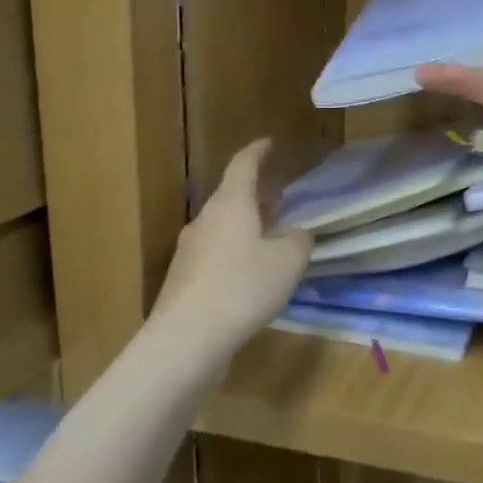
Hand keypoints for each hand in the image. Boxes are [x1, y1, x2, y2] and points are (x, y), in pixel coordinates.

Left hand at [155, 139, 310, 348]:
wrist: (187, 339)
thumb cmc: (242, 288)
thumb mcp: (288, 262)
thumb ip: (298, 241)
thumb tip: (296, 234)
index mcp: (230, 205)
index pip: (243, 165)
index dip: (257, 152)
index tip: (268, 143)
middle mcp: (205, 221)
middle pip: (231, 197)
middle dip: (255, 194)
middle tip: (278, 195)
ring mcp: (190, 251)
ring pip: (223, 228)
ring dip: (246, 226)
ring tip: (270, 236)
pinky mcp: (185, 281)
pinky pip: (216, 255)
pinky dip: (236, 254)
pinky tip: (252, 275)